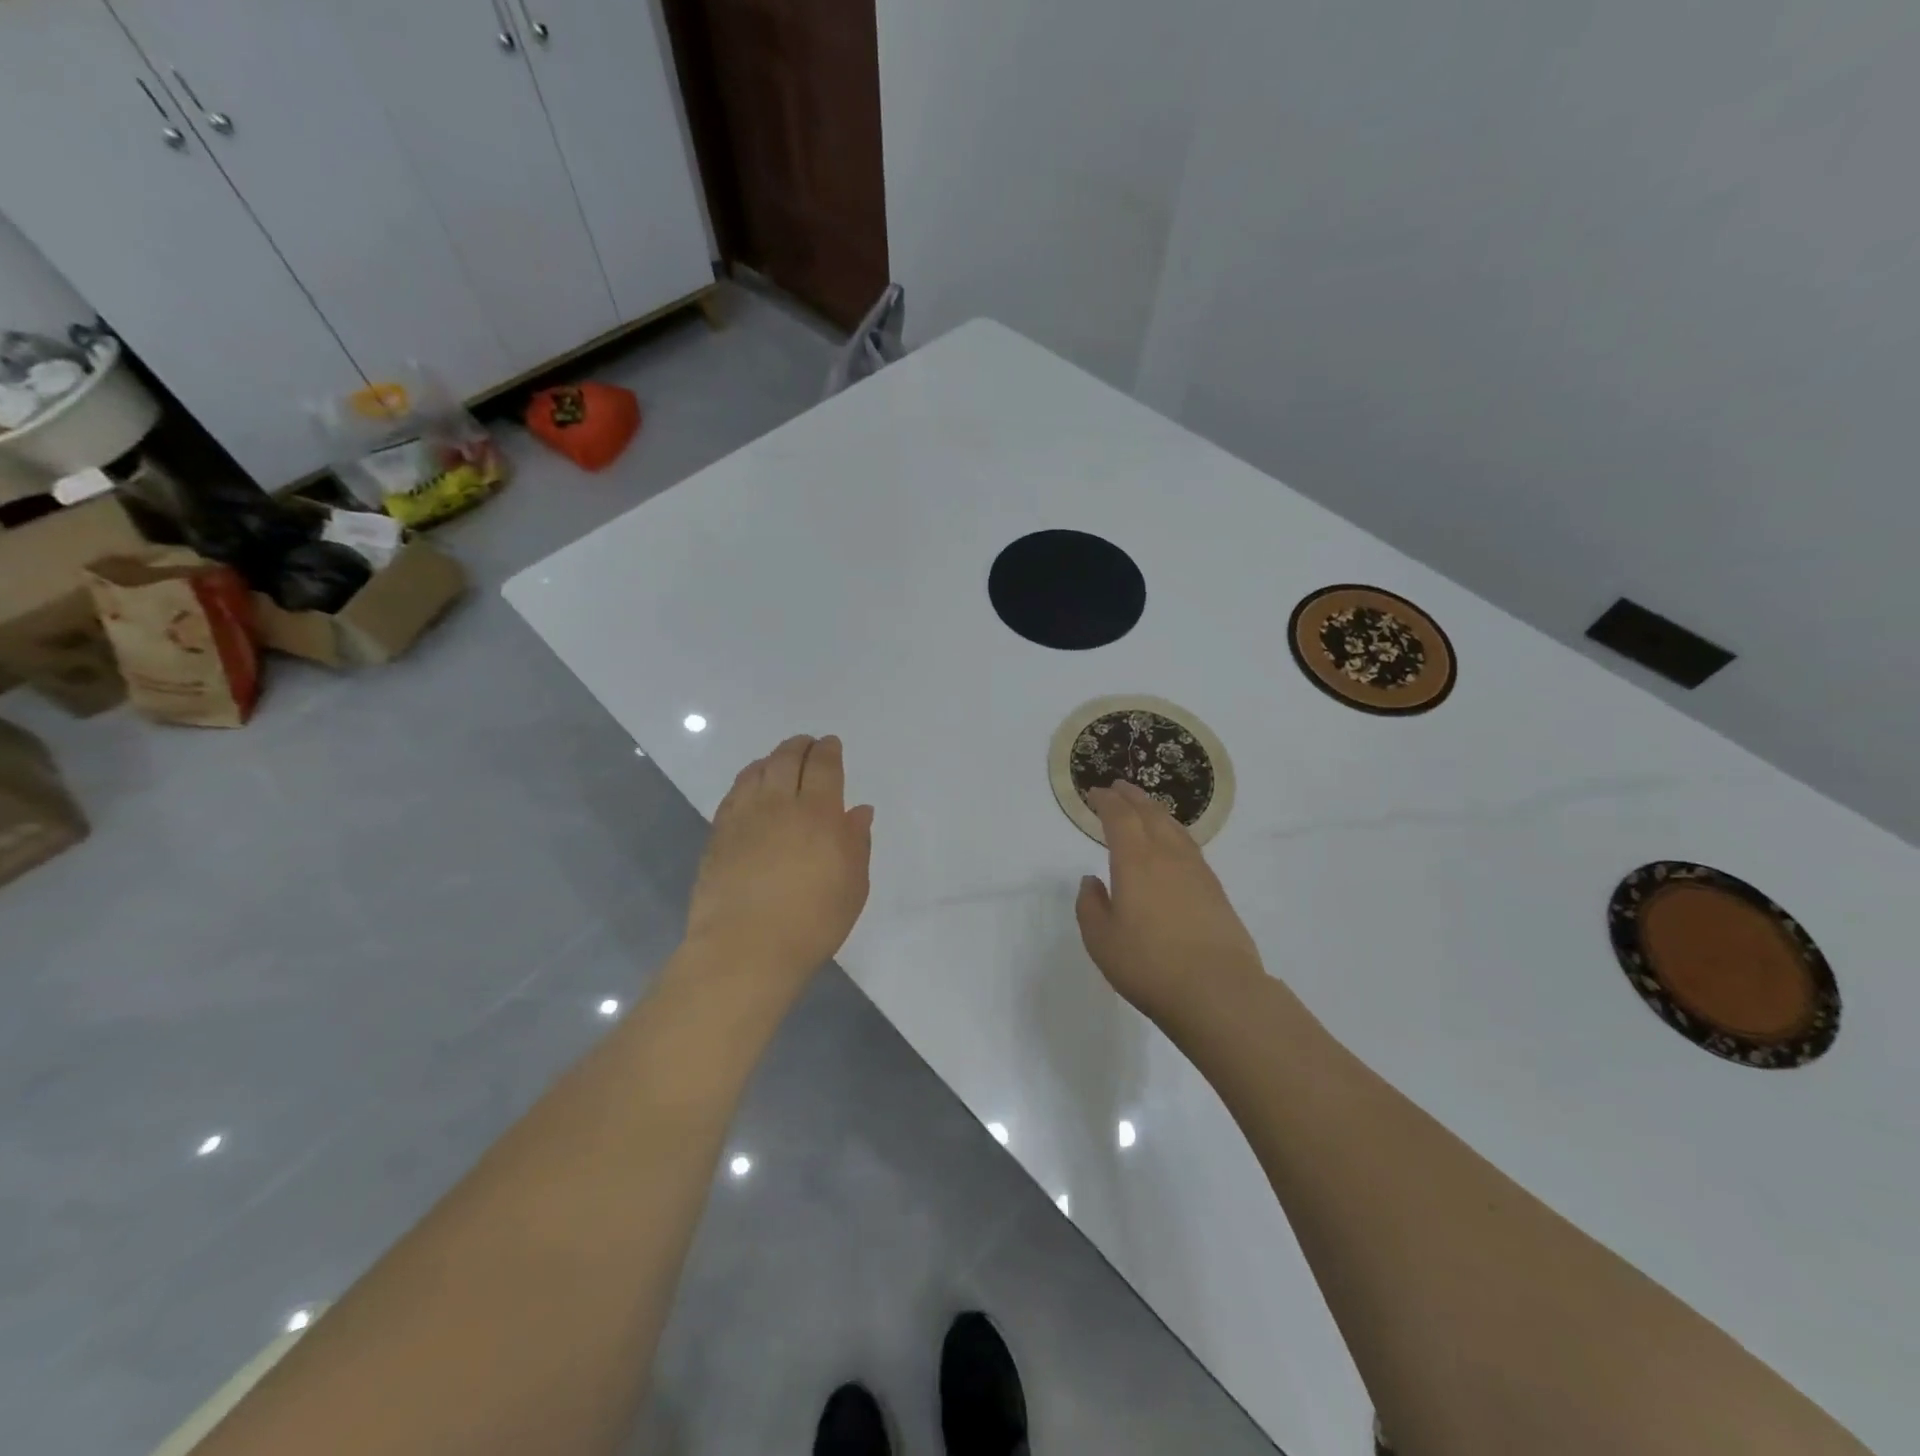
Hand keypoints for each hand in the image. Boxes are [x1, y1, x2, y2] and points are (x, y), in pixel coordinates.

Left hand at [684, 735, 874, 1000]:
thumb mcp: (852, 886)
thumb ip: (856, 842)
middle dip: (800, 746)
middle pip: (788, 759)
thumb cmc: (812, 922)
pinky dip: (748, 780)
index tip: (831, 744)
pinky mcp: (719, 834)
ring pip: (758, 771)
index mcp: (820, 813)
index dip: (829, 751)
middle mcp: (781, 804)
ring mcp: (745, 817)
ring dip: (772, 758)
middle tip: (807, 744)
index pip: (824, 767)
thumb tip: (858, 810)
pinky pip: (735, 793)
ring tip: (780, 760)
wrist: (746, 948)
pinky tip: (752, 786)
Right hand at [1075, 780, 1265, 1023]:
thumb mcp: (1101, 940)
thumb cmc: (1149, 964)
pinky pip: (1189, 846)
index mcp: (1135, 861)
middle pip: (1149, 813)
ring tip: (1144, 807)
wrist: (1217, 990)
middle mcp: (1167, 856)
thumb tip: (1092, 880)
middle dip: (1131, 797)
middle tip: (1118, 787)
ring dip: (1155, 811)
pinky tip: (1172, 844)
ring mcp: (1196, 871)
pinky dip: (1174, 832)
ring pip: (1174, 827)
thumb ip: (1090, 906)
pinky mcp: (1215, 889)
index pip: (1119, 817)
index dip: (1106, 801)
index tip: (1095, 793)